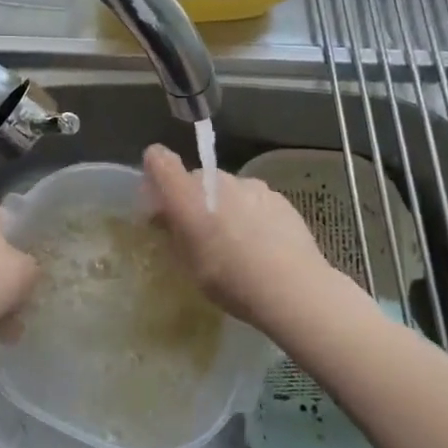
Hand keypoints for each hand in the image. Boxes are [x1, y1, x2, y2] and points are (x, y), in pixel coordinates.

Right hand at [142, 144, 337, 332]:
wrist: (292, 287)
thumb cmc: (229, 280)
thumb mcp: (188, 265)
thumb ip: (173, 233)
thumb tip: (165, 216)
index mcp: (187, 195)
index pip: (160, 160)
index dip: (155, 170)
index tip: (159, 197)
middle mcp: (217, 180)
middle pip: (195, 178)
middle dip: (192, 198)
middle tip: (199, 232)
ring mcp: (250, 185)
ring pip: (226, 189)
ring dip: (223, 205)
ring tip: (236, 241)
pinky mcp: (277, 196)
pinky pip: (252, 198)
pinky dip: (250, 212)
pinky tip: (262, 243)